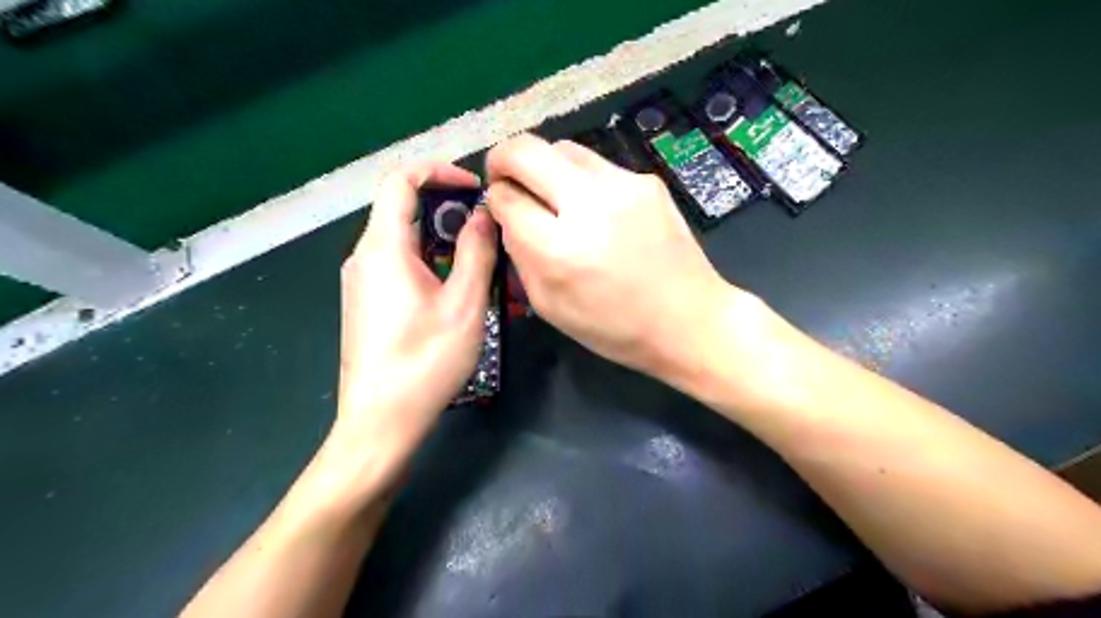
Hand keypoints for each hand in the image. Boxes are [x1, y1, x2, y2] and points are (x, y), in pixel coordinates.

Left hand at [335, 162, 499, 467]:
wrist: (380, 422)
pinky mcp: (368, 303)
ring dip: (445, 242)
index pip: (400, 181)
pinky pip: (401, 266)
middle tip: (489, 231)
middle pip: (404, 210)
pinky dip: (432, 264)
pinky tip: (458, 291)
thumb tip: (484, 215)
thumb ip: (476, 252)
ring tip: (483, 265)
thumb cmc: (425, 361)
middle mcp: (365, 256)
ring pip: (406, 241)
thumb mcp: (464, 304)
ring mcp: (363, 281)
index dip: (439, 171)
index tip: (474, 188)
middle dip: (450, 212)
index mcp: (384, 248)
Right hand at [489, 135, 739, 381]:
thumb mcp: (551, 306)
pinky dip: (581, 179)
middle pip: (526, 150)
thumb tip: (507, 216)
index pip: (506, 198)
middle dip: (504, 159)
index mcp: (559, 250)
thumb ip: (520, 256)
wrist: (689, 319)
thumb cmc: (615, 328)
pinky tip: (594, 207)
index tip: (500, 206)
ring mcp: (623, 186)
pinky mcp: (647, 180)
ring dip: (544, 165)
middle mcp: (589, 206)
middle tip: (505, 177)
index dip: (495, 199)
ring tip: (552, 194)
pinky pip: (597, 164)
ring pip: (562, 148)